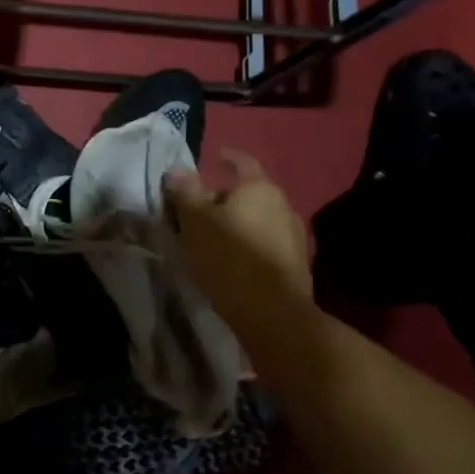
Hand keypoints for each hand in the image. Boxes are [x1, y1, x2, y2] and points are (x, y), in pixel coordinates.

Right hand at [164, 150, 312, 322]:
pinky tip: (231, 260)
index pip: (242, 162)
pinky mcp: (296, 265)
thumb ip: (185, 192)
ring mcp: (294, 236)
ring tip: (212, 237)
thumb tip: (178, 169)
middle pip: (249, 193)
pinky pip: (266, 243)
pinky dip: (248, 244)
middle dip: (224, 198)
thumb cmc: (229, 258)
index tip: (214, 158)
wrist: (273, 315)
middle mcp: (283, 206)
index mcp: (259, 189)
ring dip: (237, 223)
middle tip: (197, 209)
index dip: (226, 158)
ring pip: (258, 219)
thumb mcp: (195, 221)